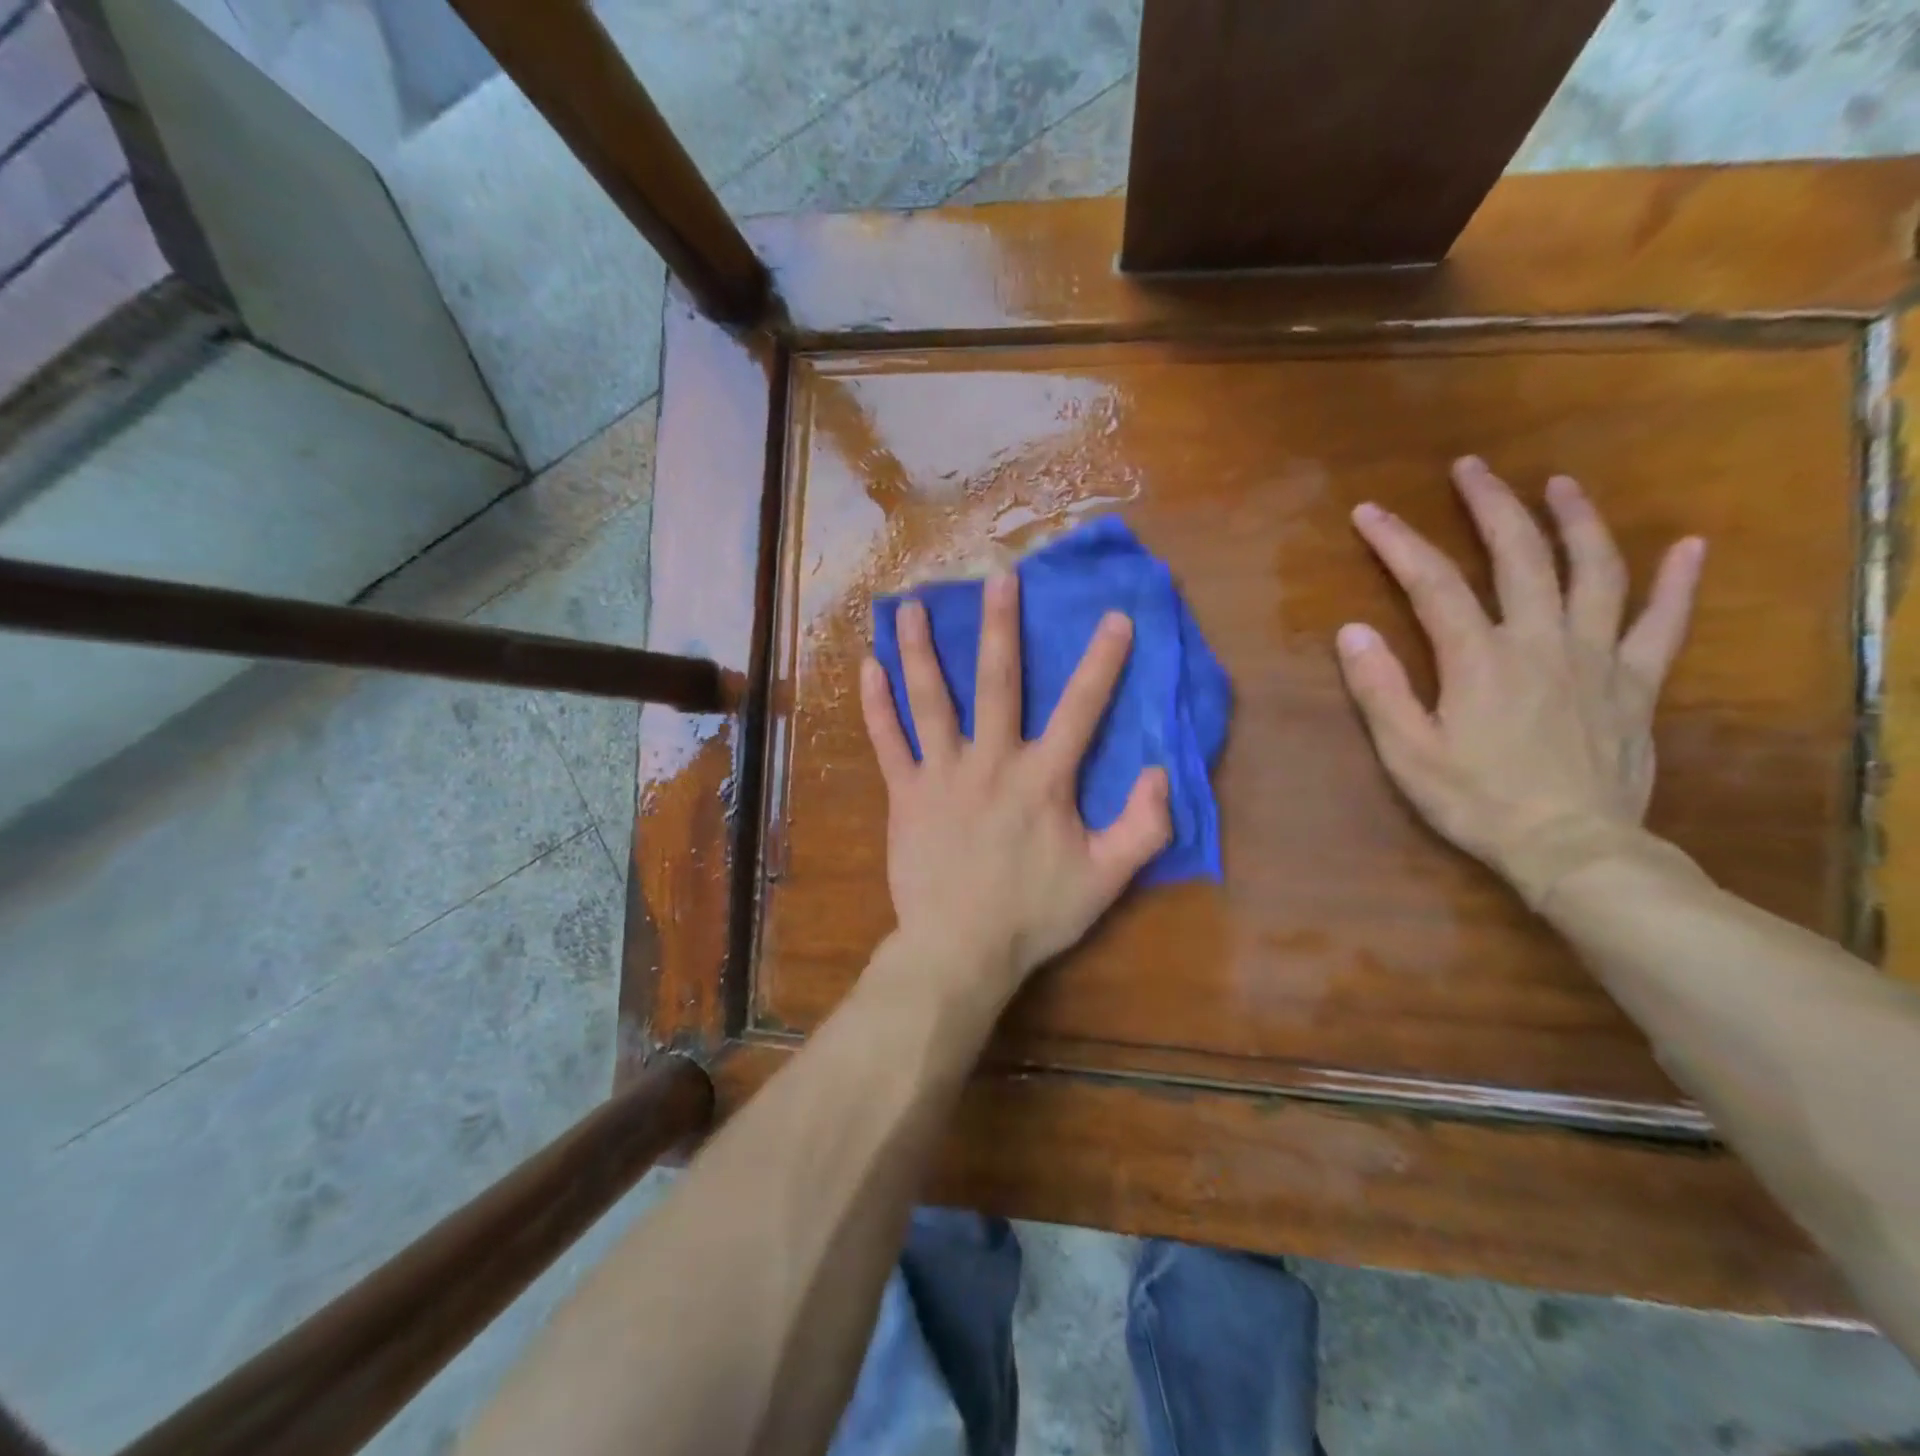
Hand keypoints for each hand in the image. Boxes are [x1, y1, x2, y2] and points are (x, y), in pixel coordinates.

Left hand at [859, 572, 1171, 1003]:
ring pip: (931, 700)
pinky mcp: (905, 793)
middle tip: (999, 578)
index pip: (1081, 708)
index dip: (1102, 662)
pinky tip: (869, 667)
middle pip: (998, 682)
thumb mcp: (1106, 879)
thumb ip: (1143, 828)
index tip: (1115, 617)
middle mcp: (991, 761)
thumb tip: (1160, 772)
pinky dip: (877, 704)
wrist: (960, 949)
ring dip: (923, 650)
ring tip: (914, 606)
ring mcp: (941, 774)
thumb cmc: (1034, 915)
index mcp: (1043, 778)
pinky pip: (887, 741)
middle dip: (1001, 627)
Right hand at [1336, 457, 1706, 908]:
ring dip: (1575, 521)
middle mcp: (1540, 641)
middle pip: (1518, 556)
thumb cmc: (1477, 801)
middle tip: (1471, 469)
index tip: (1370, 513)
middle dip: (1491, 506)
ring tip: (1559, 484)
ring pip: (1594, 571)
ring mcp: (1595, 657)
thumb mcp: (1407, 752)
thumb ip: (1380, 689)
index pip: (1433, 583)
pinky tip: (1688, 545)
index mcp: (1478, 659)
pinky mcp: (1634, 683)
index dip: (1398, 543)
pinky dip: (1677, 582)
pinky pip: (1662, 623)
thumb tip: (1352, 630)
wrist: (1571, 849)